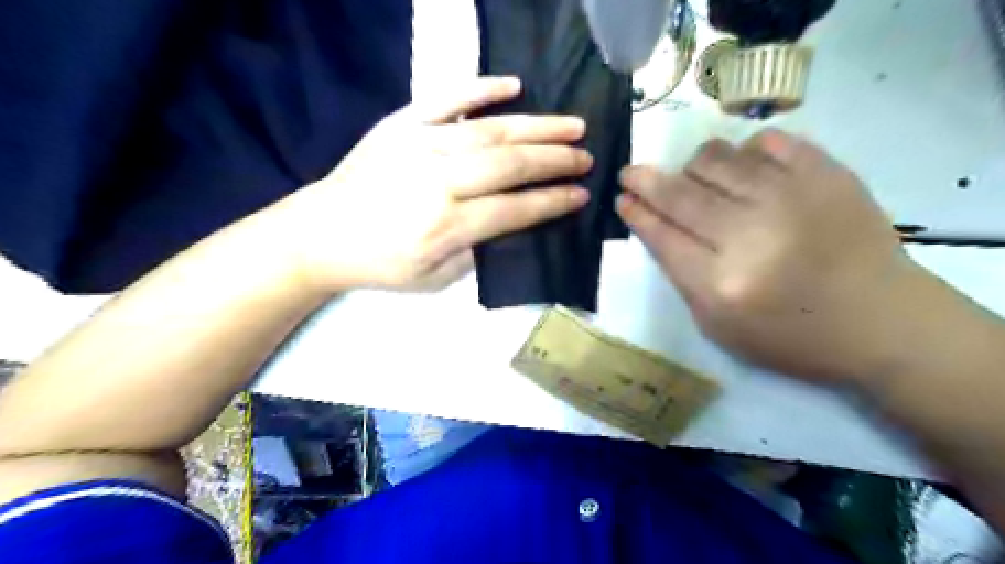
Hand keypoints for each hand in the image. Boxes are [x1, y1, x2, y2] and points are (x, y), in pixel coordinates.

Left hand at [269, 76, 595, 290]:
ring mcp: (420, 146)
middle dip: (556, 160)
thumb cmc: (381, 264)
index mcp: (447, 226)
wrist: (321, 234)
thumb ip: (476, 252)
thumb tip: (509, 223)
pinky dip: (481, 89)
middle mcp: (439, 182)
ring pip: (490, 130)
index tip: (581, 194)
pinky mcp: (401, 124)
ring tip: (571, 125)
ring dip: (537, 126)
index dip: (553, 201)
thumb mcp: (433, 279)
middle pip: (511, 164)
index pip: (516, 209)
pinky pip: (447, 99)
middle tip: (586, 156)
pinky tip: (513, 86)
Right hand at [621, 128, 934, 383]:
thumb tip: (656, 225)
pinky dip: (743, 153)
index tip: (622, 196)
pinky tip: (744, 171)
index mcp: (721, 284)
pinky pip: (763, 141)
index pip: (661, 235)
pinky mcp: (824, 173)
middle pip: (679, 193)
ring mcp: (790, 197)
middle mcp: (750, 235)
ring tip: (696, 180)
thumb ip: (682, 276)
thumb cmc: (791, 336)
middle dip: (645, 180)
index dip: (635, 211)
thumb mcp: (719, 326)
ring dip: (692, 167)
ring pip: (714, 158)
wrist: (882, 321)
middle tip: (632, 173)